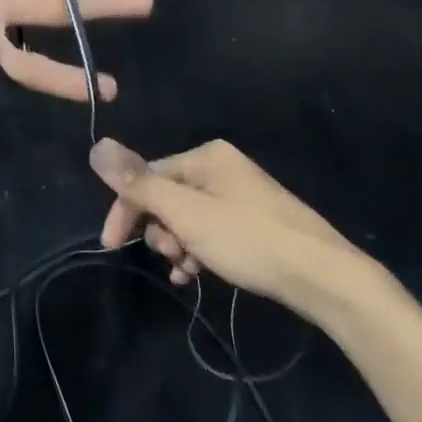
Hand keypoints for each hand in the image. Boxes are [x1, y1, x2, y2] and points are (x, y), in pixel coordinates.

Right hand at [89, 137, 374, 309]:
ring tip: (188, 270)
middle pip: (168, 195)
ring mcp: (241, 194)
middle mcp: (221, 167)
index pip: (147, 175)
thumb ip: (140, 184)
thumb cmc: (248, 239)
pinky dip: (199, 249)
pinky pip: (211, 229)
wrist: (323, 275)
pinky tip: (198, 274)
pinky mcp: (255, 221)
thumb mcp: (187, 213)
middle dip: (160, 228)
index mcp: (205, 156)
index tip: (112, 246)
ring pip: (189, 216)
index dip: (126, 209)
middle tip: (170, 257)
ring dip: (178, 243)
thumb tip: (97, 147)